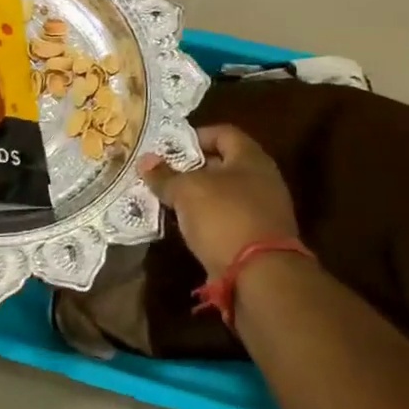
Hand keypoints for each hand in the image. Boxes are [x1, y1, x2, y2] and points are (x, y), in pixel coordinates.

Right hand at [140, 124, 302, 279]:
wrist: (261, 276)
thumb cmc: (224, 217)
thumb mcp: (186, 191)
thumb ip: (165, 175)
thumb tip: (145, 160)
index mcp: (251, 158)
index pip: (223, 133)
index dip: (195, 136)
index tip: (169, 148)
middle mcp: (263, 180)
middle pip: (223, 164)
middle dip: (192, 168)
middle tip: (164, 173)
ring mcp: (264, 211)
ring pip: (224, 194)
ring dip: (198, 197)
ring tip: (169, 200)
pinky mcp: (259, 239)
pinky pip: (227, 220)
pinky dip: (207, 220)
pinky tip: (186, 226)